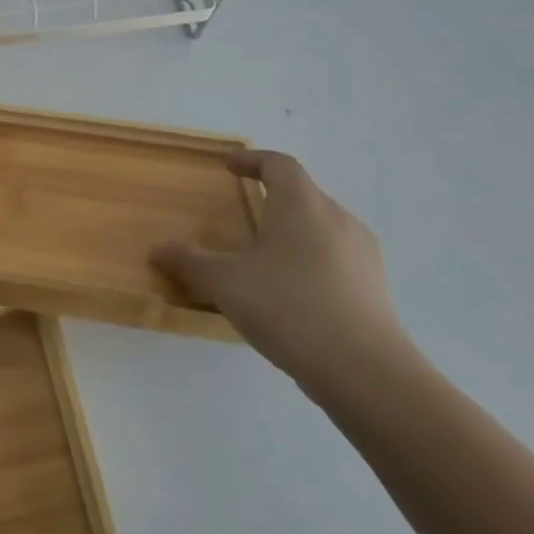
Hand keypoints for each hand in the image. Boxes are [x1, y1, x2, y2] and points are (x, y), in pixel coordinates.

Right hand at [152, 150, 405, 387]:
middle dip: (273, 196)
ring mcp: (363, 255)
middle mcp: (338, 219)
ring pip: (322, 227)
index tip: (230, 165)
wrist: (366, 373)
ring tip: (265, 253)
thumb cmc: (289, 307)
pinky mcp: (375, 288)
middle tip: (244, 210)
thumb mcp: (225, 283)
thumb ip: (190, 261)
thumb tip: (158, 249)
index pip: (280, 165)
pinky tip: (291, 291)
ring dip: (293, 230)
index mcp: (302, 205)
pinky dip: (310, 259)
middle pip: (304, 193)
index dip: (253, 160)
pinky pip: (336, 258)